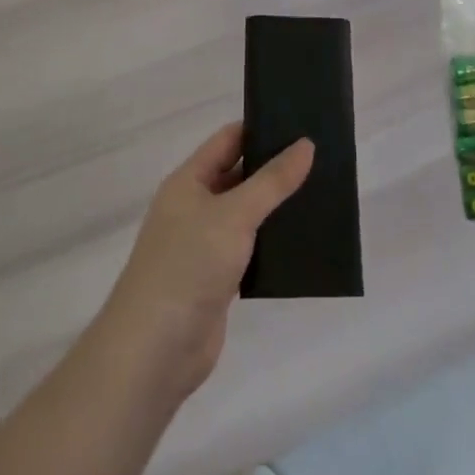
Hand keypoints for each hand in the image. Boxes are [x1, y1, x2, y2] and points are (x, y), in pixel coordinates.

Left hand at [95, 123, 312, 399]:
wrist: (154, 351)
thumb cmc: (189, 266)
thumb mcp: (234, 215)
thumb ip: (272, 181)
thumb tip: (306, 144)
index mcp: (188, 181)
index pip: (228, 140)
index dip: (261, 129)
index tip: (300, 123)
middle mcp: (194, 207)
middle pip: (238, 175)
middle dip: (274, 168)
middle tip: (321, 158)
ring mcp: (204, 245)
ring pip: (246, 214)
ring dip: (275, 207)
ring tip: (321, 193)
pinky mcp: (216, 280)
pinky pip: (249, 249)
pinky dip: (271, 243)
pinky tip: (303, 240)